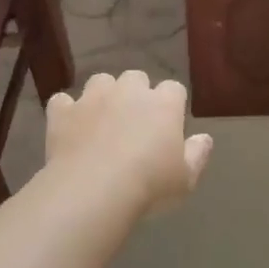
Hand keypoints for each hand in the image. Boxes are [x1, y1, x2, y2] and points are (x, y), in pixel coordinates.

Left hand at [44, 71, 212, 216]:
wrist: (94, 189)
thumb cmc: (149, 185)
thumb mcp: (185, 179)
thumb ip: (197, 155)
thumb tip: (205, 138)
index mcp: (163, 104)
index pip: (174, 89)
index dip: (172, 104)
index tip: (169, 125)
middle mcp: (129, 91)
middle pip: (136, 78)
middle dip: (136, 93)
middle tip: (134, 122)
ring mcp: (93, 98)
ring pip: (100, 81)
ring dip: (103, 95)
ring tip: (101, 120)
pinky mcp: (63, 112)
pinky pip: (63, 101)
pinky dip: (67, 111)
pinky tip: (69, 128)